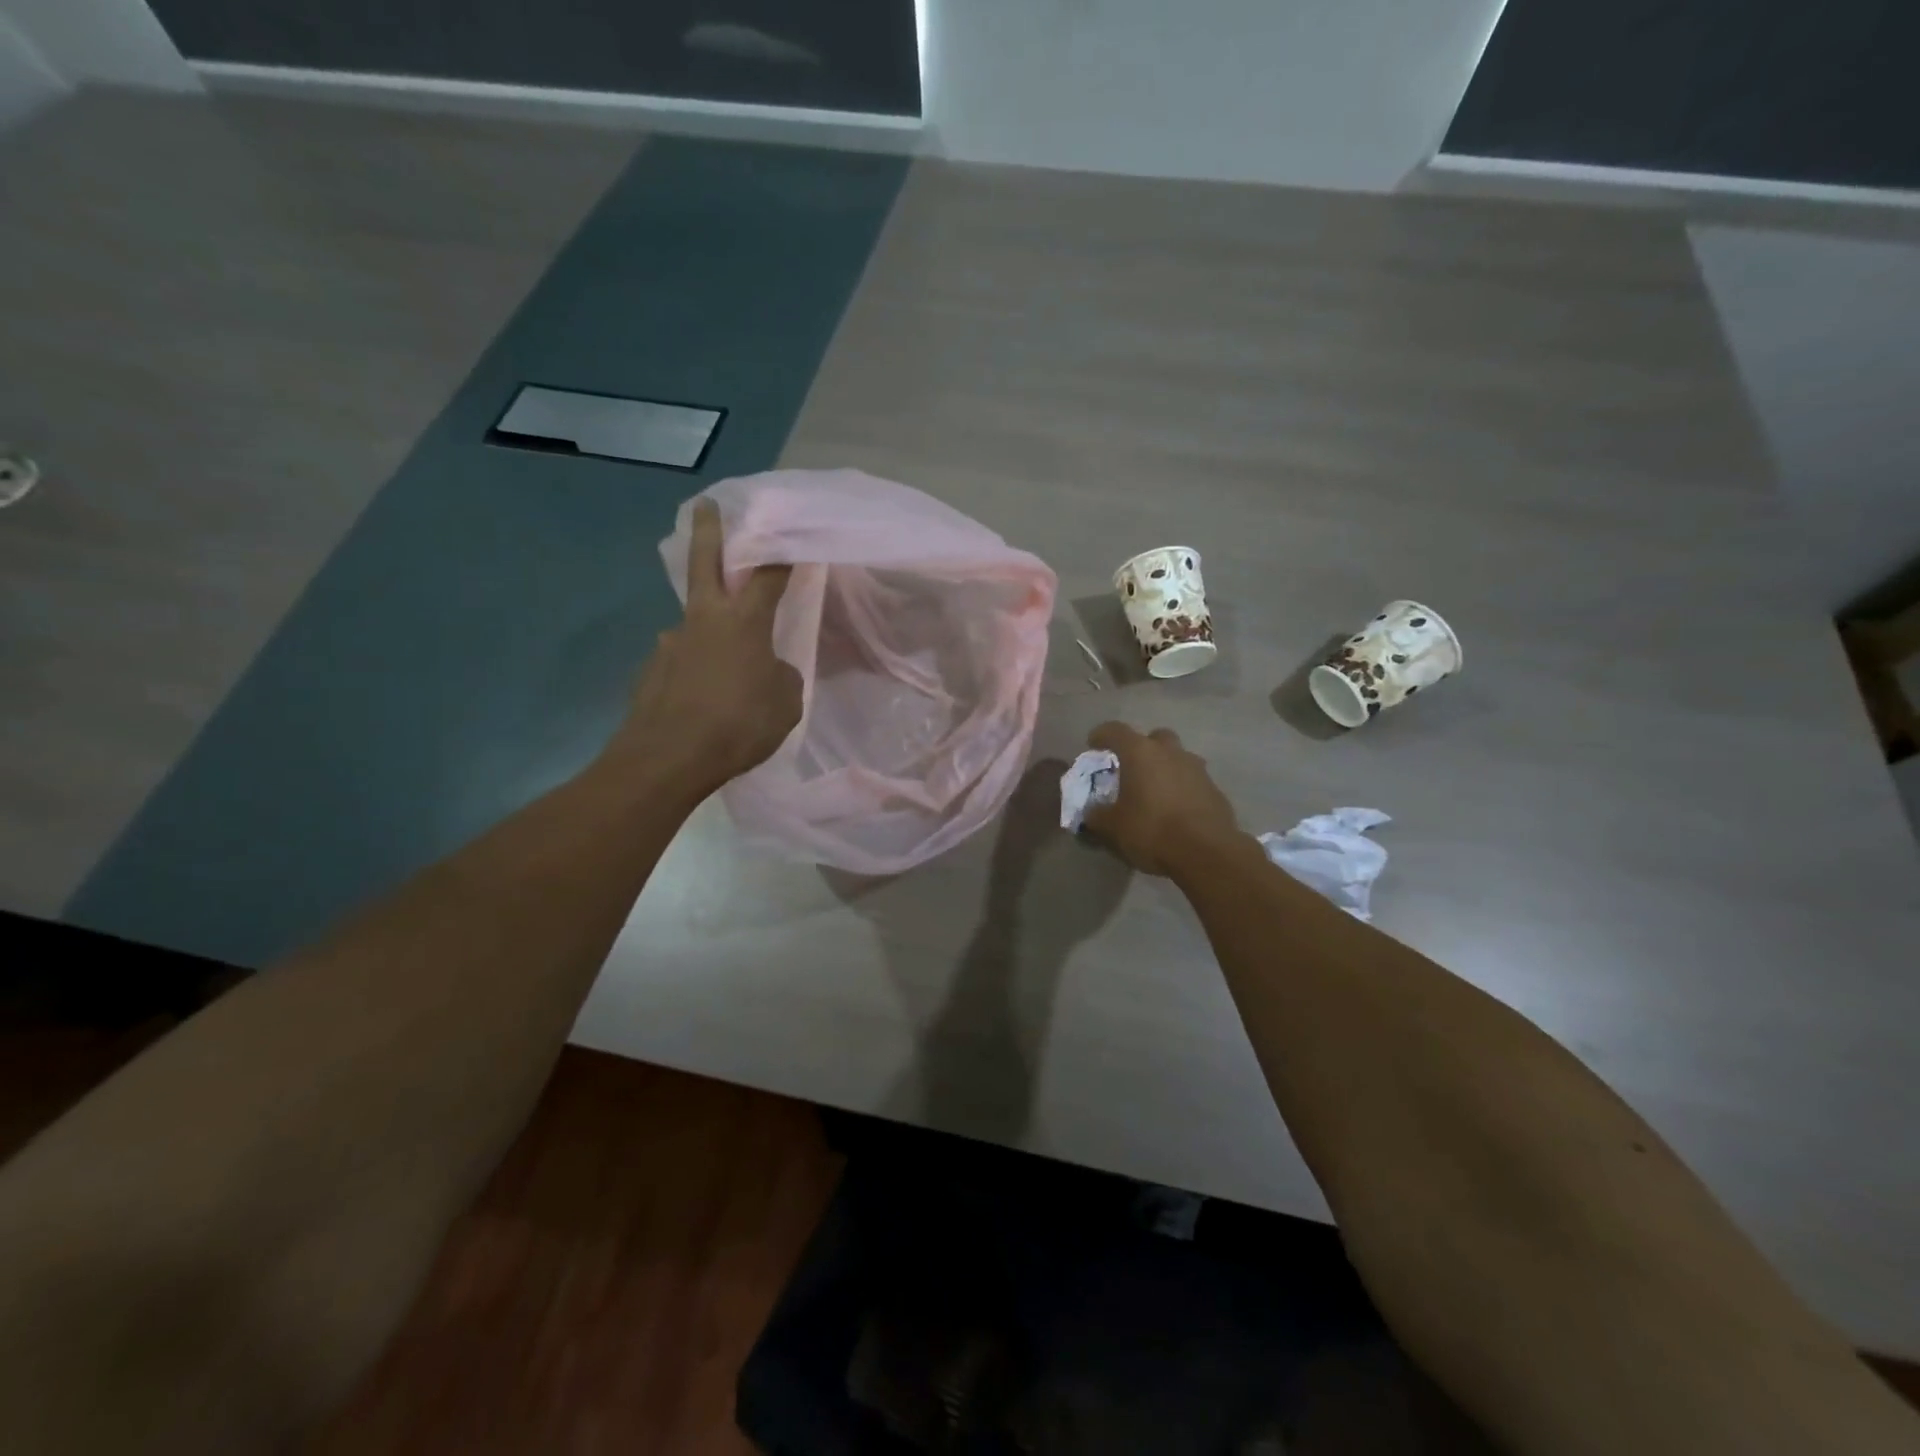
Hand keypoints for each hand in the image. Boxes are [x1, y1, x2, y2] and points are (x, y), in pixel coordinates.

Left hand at [603, 499, 801, 798]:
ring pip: (694, 624)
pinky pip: (681, 662)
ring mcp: (670, 642)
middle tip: (706, 505)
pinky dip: (694, 671)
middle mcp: (703, 620)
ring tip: (724, 672)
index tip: (792, 538)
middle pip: (703, 561)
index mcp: (743, 621)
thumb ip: (780, 676)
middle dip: (708, 530)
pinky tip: (701, 699)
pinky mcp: (650, 671)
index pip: (768, 574)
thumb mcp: (785, 703)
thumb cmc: (738, 725)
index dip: (782, 554)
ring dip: (707, 632)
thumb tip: (766, 668)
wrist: (668, 759)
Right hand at [1081, 722, 1243, 877]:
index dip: (1101, 735)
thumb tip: (1091, 813)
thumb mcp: (1113, 827)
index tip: (1093, 746)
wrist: (1206, 852)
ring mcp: (1197, 769)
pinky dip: (1181, 789)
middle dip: (1142, 748)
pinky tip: (1175, 811)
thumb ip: (1097, 815)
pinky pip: (1192, 781)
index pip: (1115, 730)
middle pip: (1154, 737)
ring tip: (1154, 792)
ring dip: (1165, 768)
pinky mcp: (1214, 789)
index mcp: (1140, 752)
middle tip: (1131, 768)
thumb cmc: (1152, 830)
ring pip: (1177, 758)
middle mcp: (1170, 752)